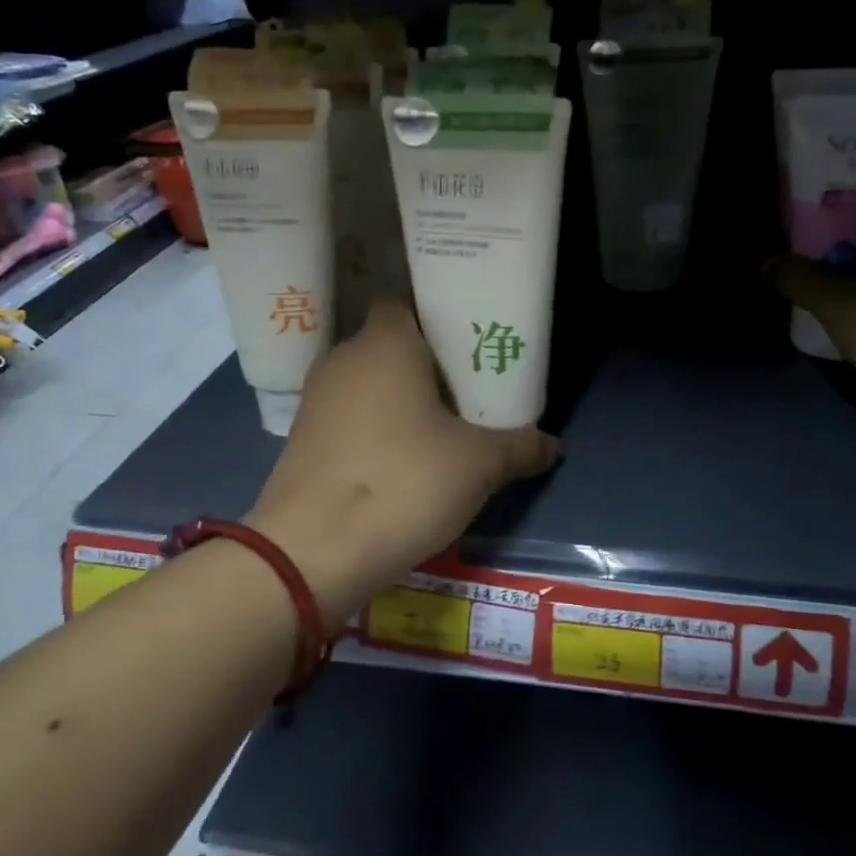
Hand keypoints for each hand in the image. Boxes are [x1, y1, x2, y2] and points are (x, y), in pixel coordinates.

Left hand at [246, 298, 557, 625]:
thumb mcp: (477, 466)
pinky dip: (374, 427)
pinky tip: (401, 459)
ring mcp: (316, 399)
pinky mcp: (302, 438)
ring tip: (440, 425)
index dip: (437, 316)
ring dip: (399, 398)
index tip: (469, 341)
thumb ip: (518, 447)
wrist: (309, 553)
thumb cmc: (401, 483)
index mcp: (384, 344)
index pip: (405, 302)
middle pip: (390, 344)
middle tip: (469, 387)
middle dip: (426, 363)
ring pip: (368, 382)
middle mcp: (344, 359)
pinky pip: (349, 416)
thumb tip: (553, 445)